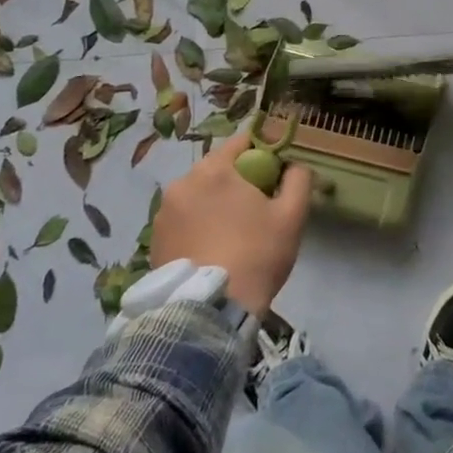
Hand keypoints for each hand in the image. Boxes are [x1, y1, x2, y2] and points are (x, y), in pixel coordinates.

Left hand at [149, 131, 312, 316]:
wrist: (211, 310)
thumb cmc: (256, 254)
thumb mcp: (292, 215)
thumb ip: (298, 179)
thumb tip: (296, 165)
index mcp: (215, 169)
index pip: (241, 142)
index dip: (262, 153)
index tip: (274, 175)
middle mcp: (183, 182)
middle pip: (217, 169)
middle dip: (236, 181)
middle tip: (256, 209)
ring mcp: (164, 212)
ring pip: (198, 195)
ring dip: (213, 204)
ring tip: (231, 234)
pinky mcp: (154, 240)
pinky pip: (183, 220)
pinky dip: (196, 226)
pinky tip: (211, 249)